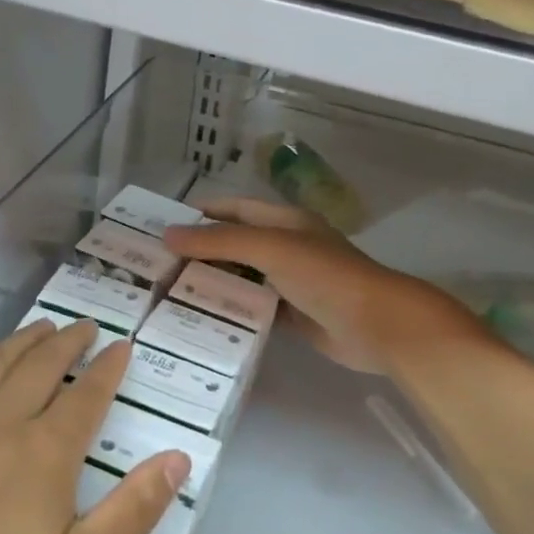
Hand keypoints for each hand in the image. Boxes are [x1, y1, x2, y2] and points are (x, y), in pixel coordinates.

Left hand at [0, 321, 189, 533]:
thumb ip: (131, 513)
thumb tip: (178, 458)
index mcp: (41, 454)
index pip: (85, 396)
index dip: (107, 368)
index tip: (122, 346)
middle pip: (39, 366)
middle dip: (67, 343)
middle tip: (83, 326)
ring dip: (21, 342)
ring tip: (40, 329)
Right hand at [165, 198, 488, 375]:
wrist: (376, 325)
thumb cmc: (325, 275)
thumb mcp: (270, 248)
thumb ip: (220, 241)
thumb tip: (168, 234)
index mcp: (284, 222)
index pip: (235, 209)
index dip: (202, 213)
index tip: (163, 225)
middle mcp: (285, 248)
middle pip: (234, 245)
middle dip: (199, 253)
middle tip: (157, 266)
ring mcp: (289, 283)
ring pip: (242, 279)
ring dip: (212, 284)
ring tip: (168, 294)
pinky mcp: (292, 315)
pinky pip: (253, 309)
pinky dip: (230, 311)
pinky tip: (201, 320)